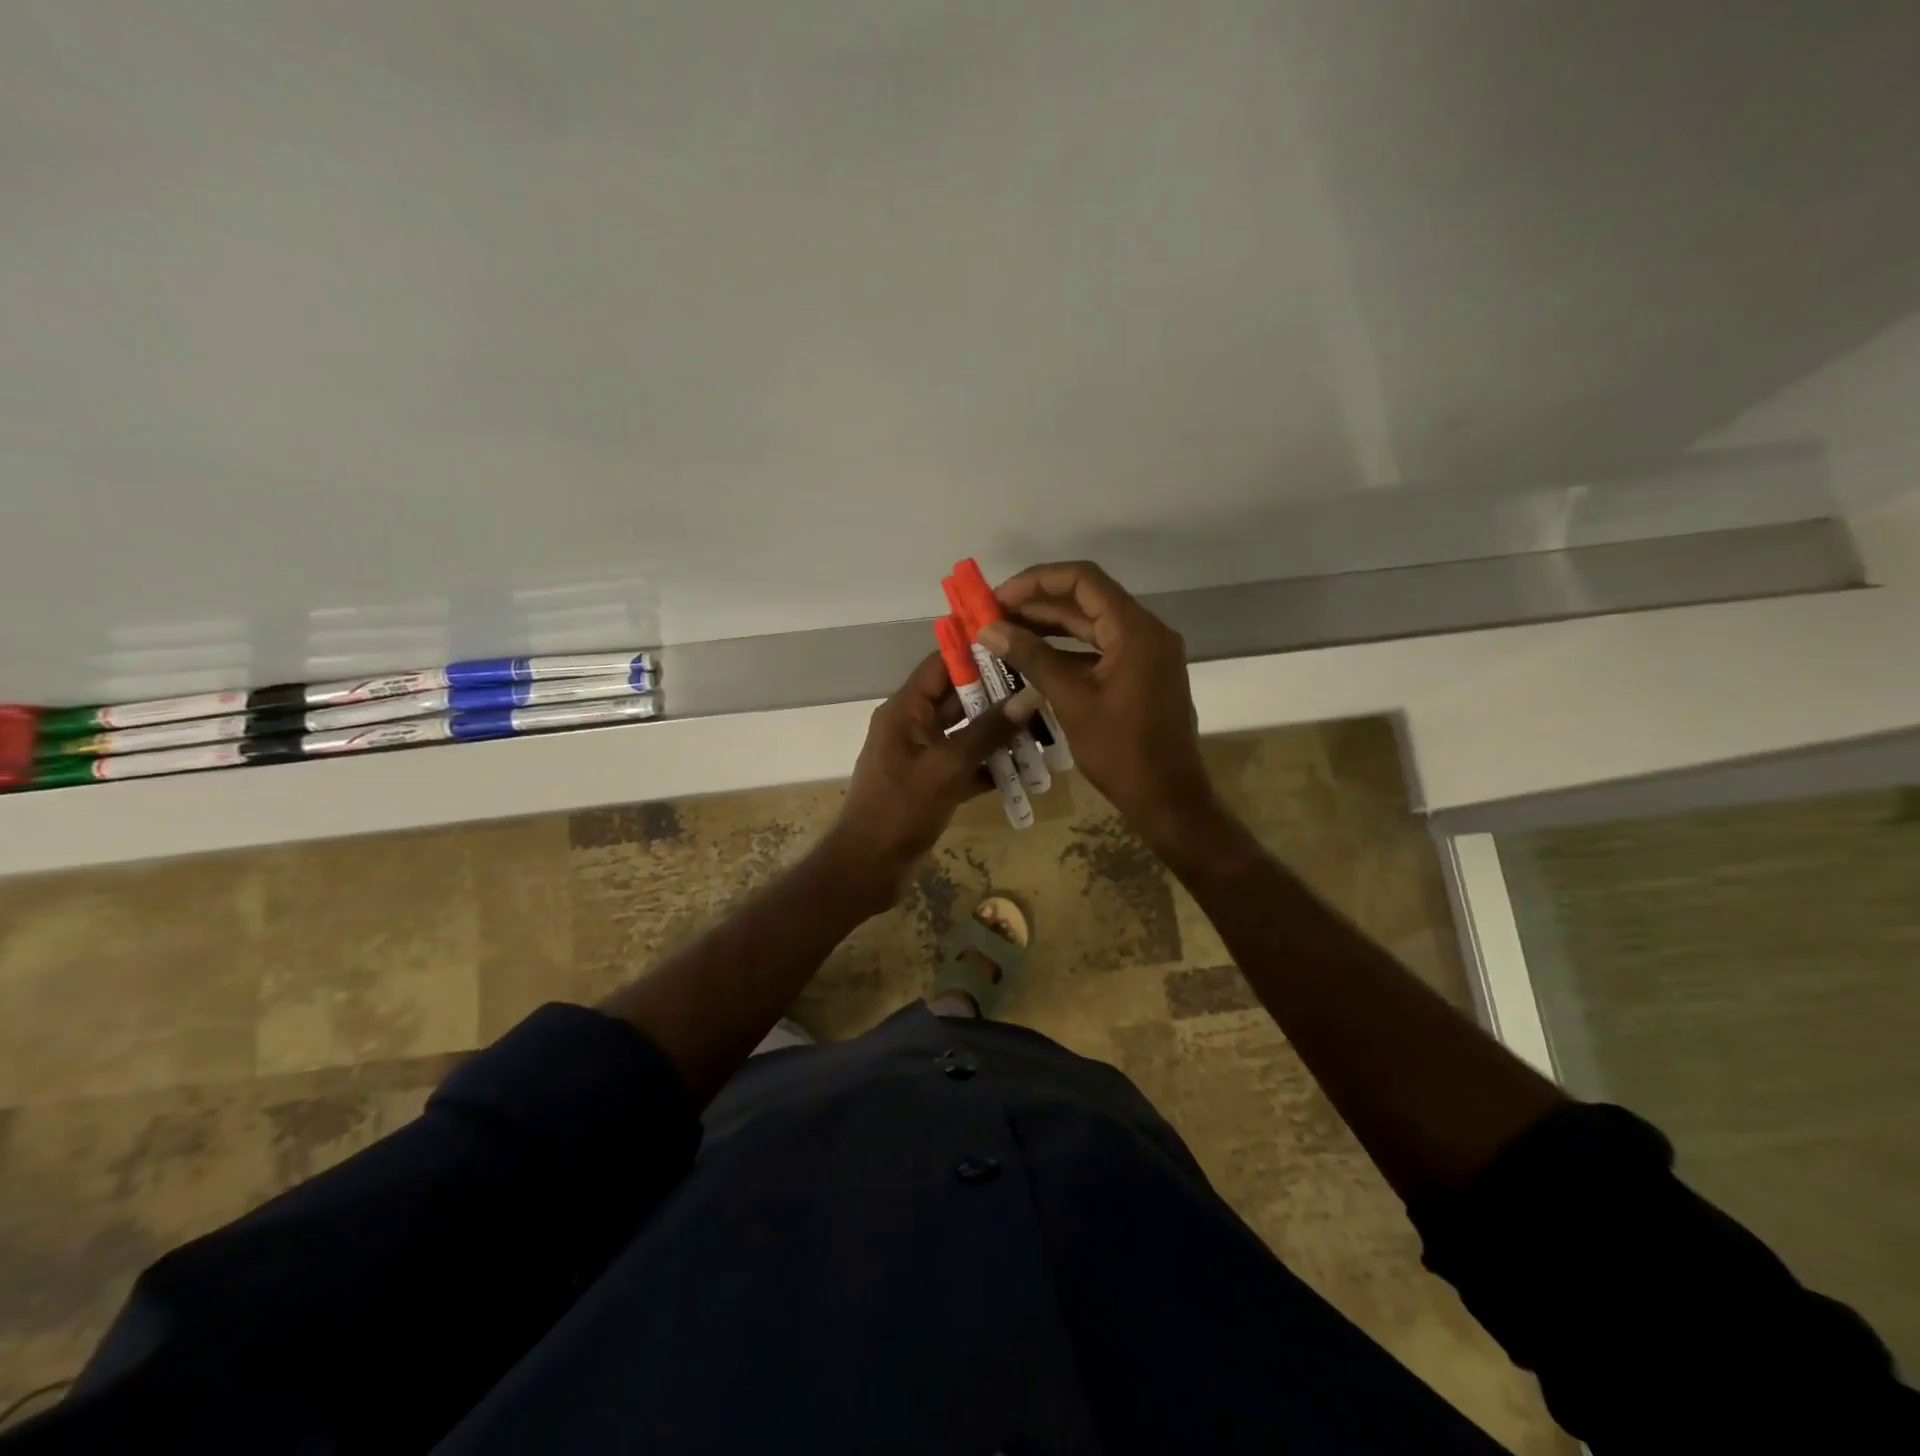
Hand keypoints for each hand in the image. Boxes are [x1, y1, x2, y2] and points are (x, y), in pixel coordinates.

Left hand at [825, 651, 1040, 912]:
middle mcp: (913, 726)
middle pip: (959, 698)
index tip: (1017, 642)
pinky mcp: (934, 784)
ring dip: (1001, 732)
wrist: (868, 868)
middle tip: (1045, 687)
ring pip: (968, 734)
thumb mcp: (947, 767)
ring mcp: (924, 756)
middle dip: (1000, 695)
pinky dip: (993, 765)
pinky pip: (968, 764)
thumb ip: (988, 732)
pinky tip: (1029, 766)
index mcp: (904, 710)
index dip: (975, 652)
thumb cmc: (900, 809)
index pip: (941, 665)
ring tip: (1046, 725)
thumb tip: (1030, 695)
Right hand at [982, 561, 1212, 844]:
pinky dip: (1067, 650)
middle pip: (1087, 599)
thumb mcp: (1071, 701)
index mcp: (1135, 630)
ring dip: (1050, 625)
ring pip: (1092, 624)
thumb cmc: (1121, 751)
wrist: (1167, 797)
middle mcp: (1146, 631)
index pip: (1083, 580)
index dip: (1037, 581)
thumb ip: (1032, 658)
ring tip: (1005, 632)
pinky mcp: (1141, 673)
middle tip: (993, 615)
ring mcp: (1146, 653)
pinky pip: (1100, 648)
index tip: (998, 597)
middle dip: (1038, 603)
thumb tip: (989, 629)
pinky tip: (1032, 657)